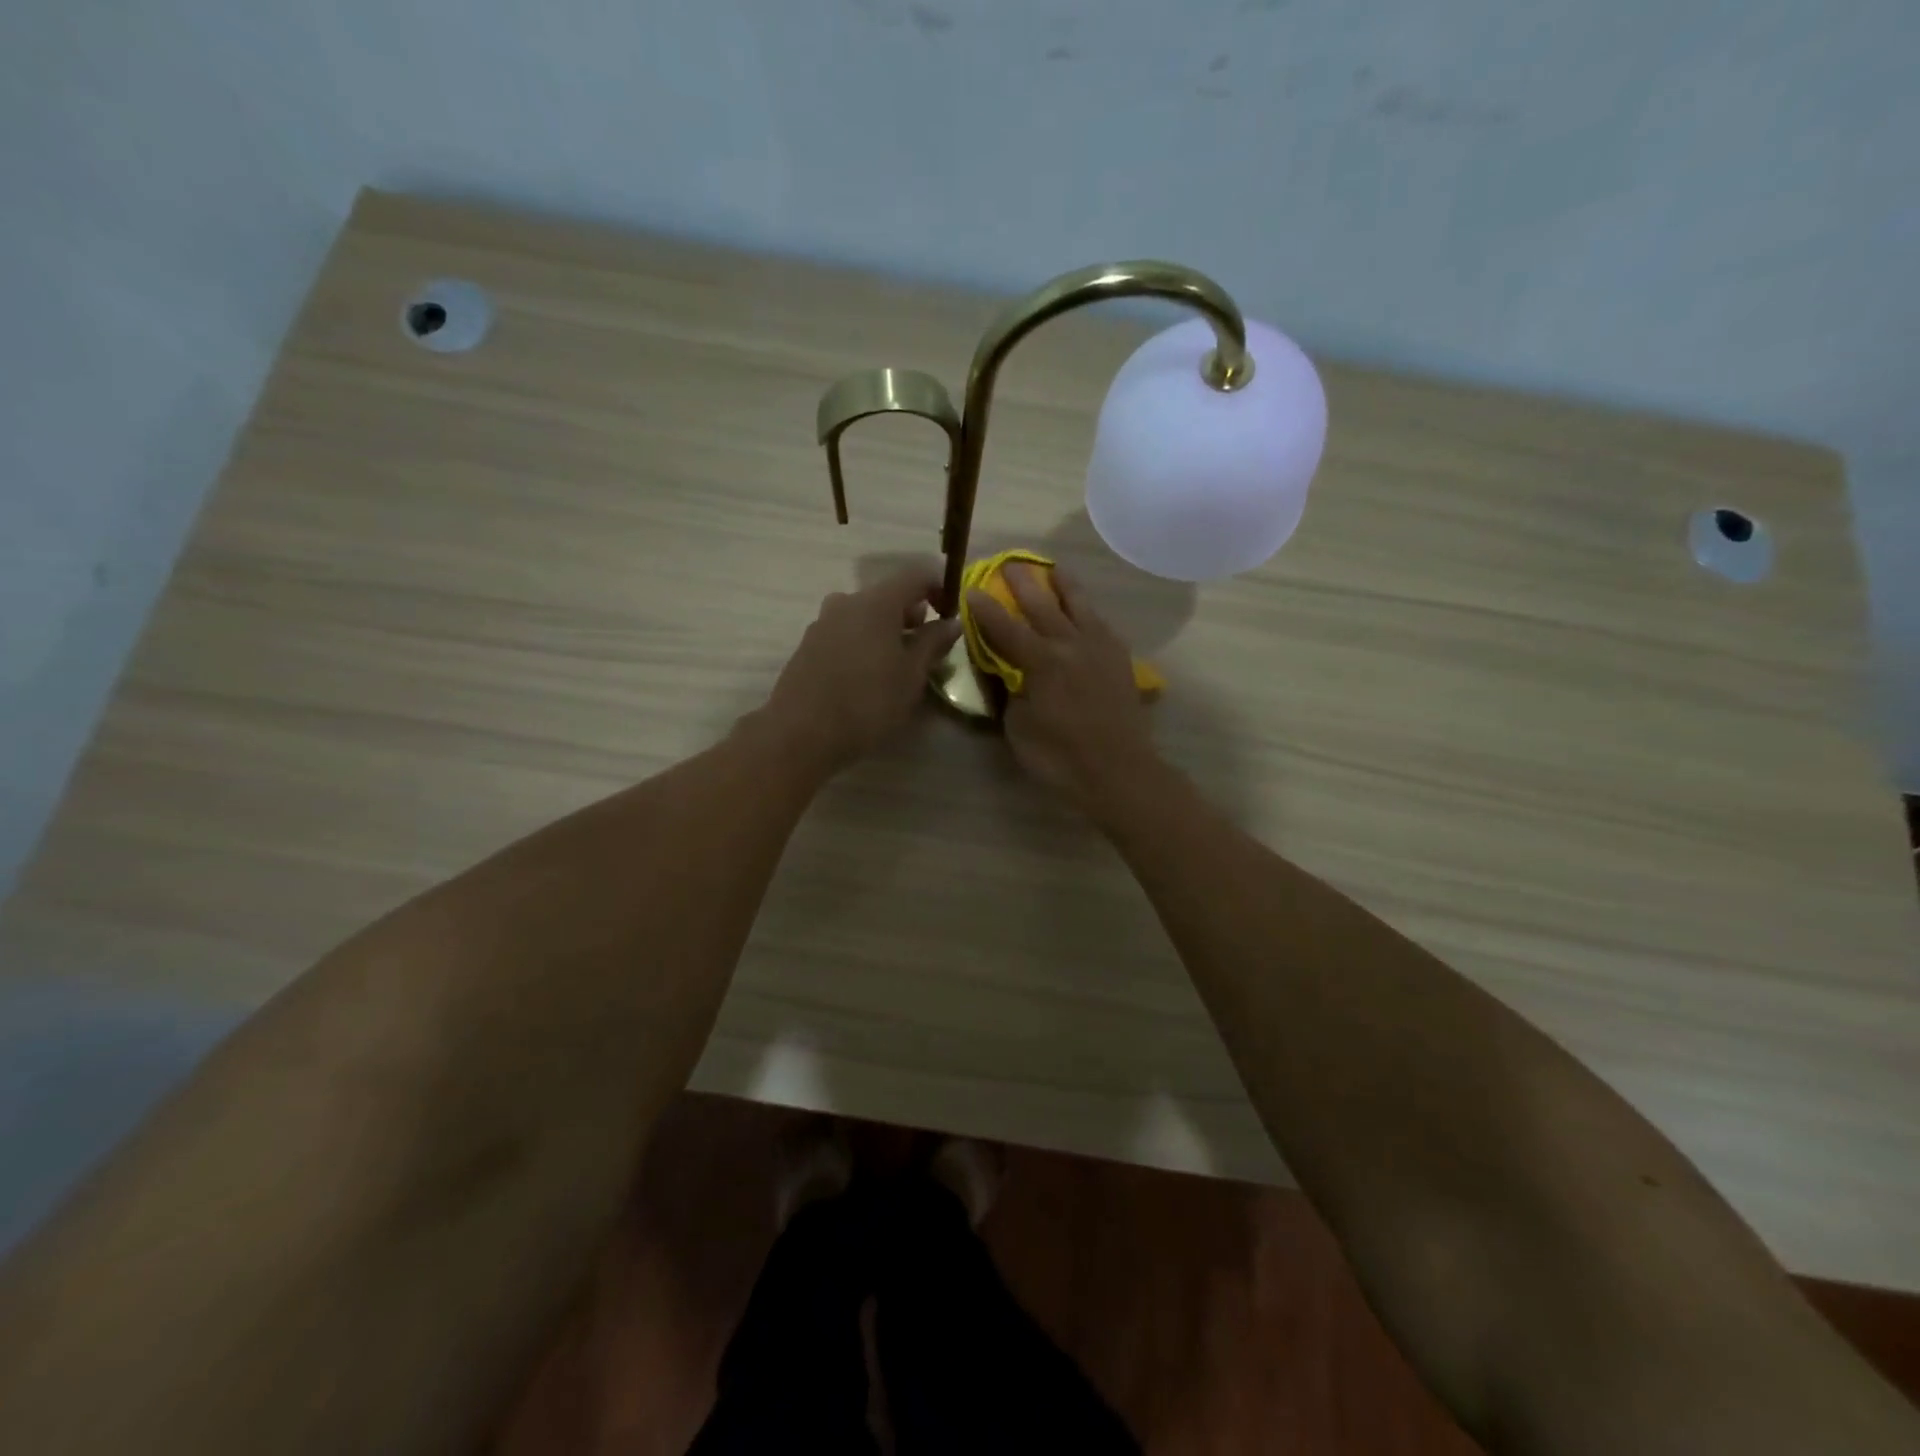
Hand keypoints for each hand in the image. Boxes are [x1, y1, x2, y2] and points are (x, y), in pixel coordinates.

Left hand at [763, 563, 962, 773]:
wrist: (801, 733)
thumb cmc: (868, 702)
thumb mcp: (912, 675)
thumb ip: (934, 643)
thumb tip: (952, 622)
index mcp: (877, 602)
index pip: (916, 575)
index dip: (940, 587)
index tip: (952, 614)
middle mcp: (847, 602)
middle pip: (888, 595)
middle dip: (913, 615)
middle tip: (928, 648)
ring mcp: (823, 623)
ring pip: (865, 615)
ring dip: (887, 632)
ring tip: (899, 666)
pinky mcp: (808, 645)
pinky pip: (846, 633)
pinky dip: (865, 644)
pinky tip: (869, 677)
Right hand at [966, 565, 1158, 811]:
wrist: (1119, 771)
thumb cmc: (1061, 757)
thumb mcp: (1020, 729)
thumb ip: (1013, 694)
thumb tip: (1012, 676)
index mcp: (1041, 662)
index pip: (1006, 629)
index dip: (986, 610)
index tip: (972, 589)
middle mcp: (1071, 645)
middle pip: (1043, 606)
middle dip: (1023, 584)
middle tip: (1010, 563)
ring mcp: (1099, 649)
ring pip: (1080, 606)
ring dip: (1064, 585)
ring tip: (1054, 569)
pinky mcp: (1120, 660)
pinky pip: (1101, 625)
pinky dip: (1088, 612)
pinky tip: (1085, 611)